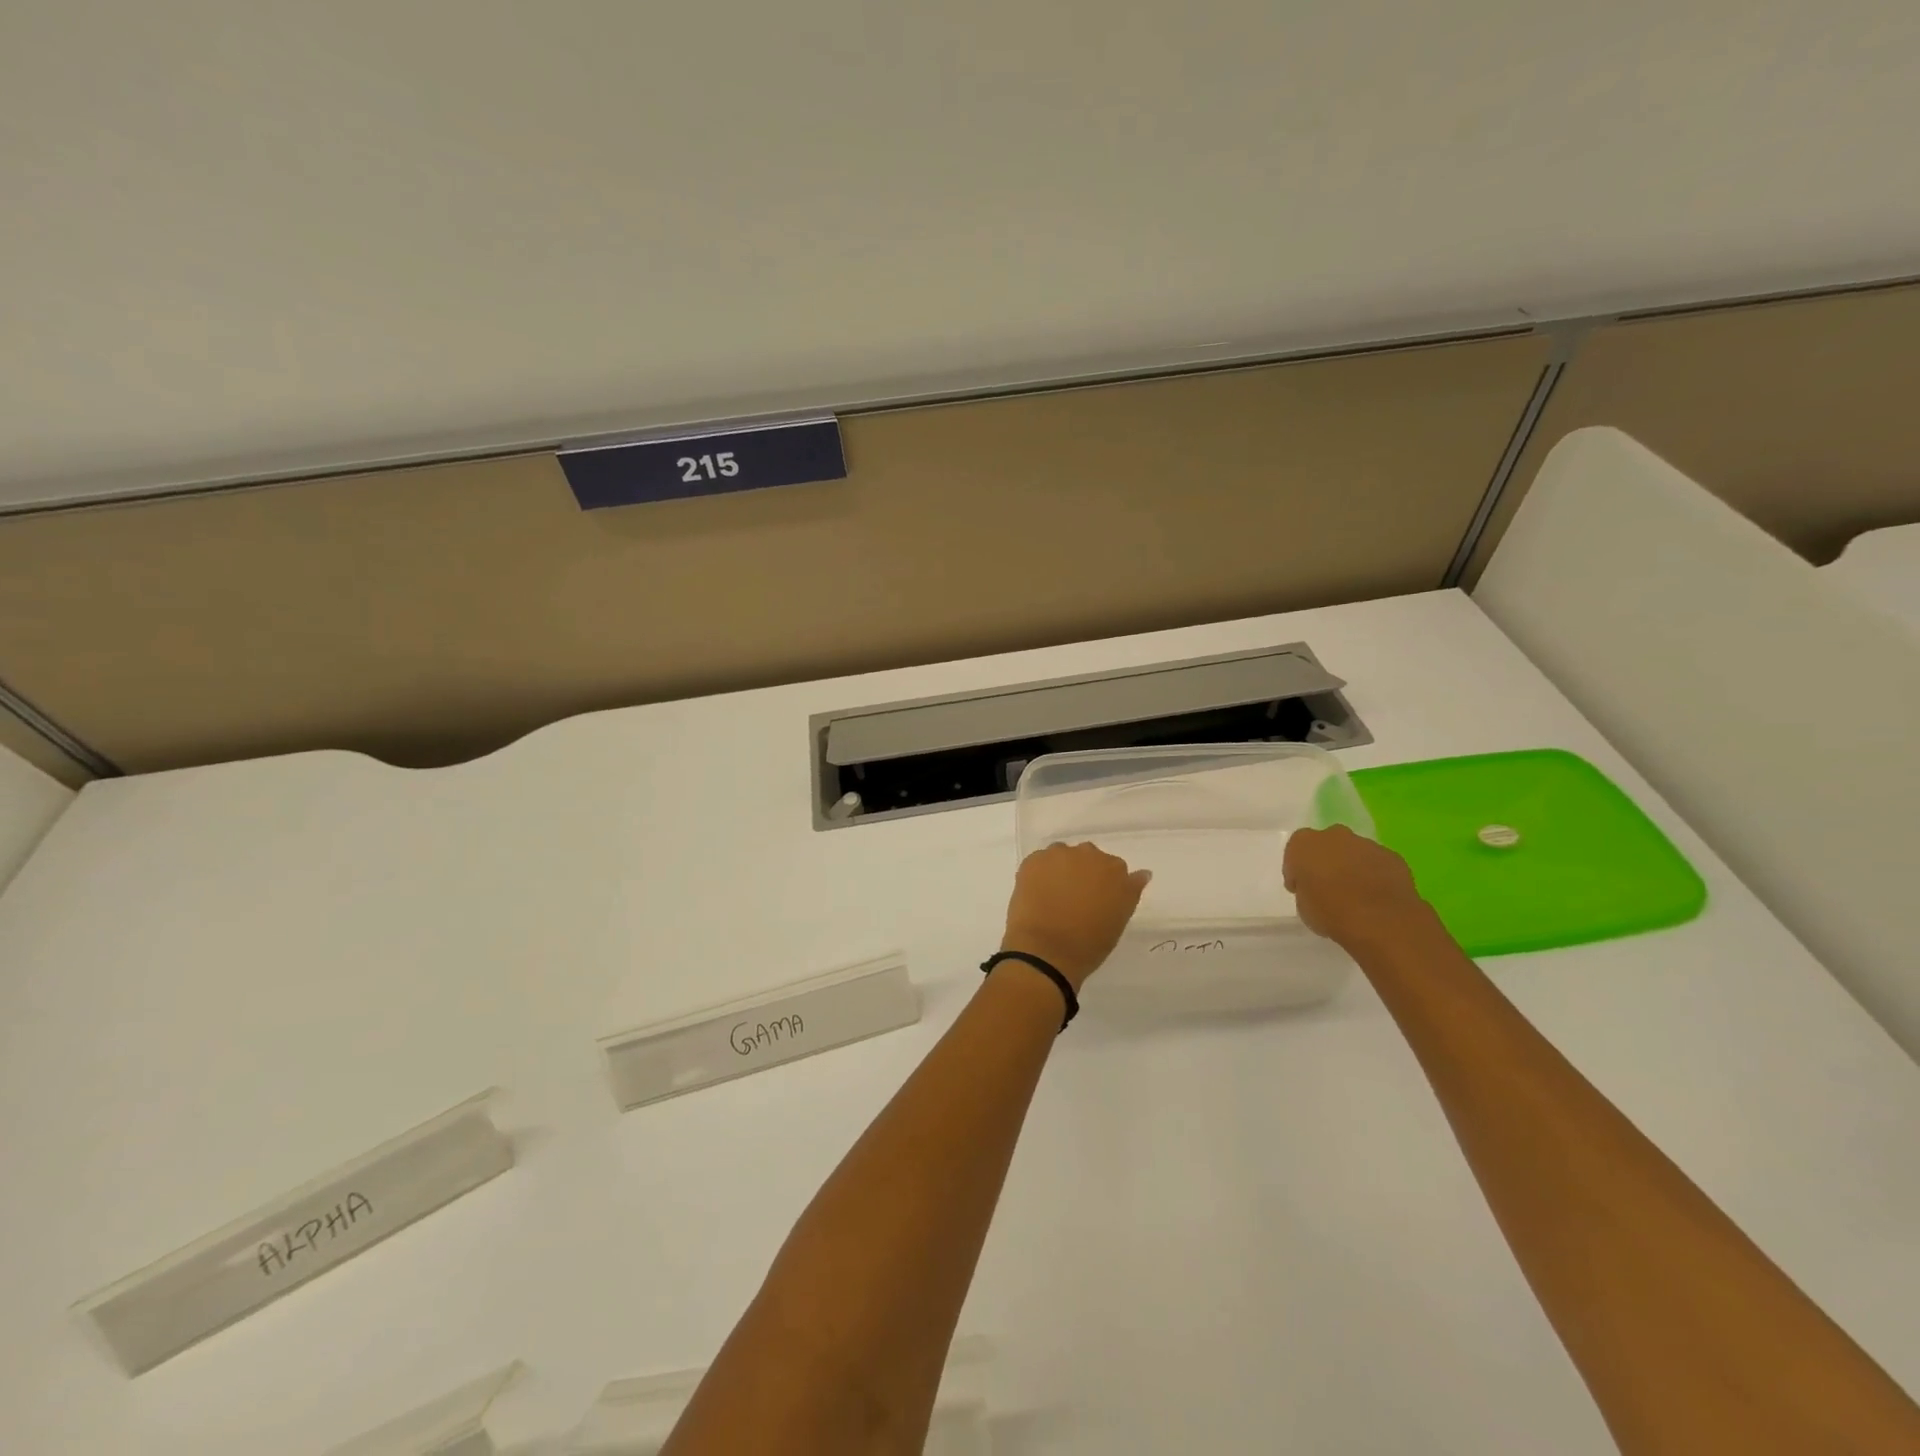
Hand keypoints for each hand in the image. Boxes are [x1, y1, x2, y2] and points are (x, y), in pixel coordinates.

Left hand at [1000, 842, 1150, 988]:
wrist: (1046, 952)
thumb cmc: (1089, 944)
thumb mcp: (1118, 920)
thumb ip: (1130, 891)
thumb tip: (1142, 873)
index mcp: (1116, 871)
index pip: (1114, 868)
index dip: (1104, 884)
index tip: (1096, 900)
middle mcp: (1089, 854)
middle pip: (1088, 857)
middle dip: (1082, 872)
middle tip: (1074, 899)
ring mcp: (1059, 855)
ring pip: (1062, 856)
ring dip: (1060, 869)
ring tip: (1053, 896)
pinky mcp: (1034, 860)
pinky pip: (1040, 861)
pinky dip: (1039, 873)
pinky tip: (1036, 894)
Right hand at [1283, 825, 1430, 948]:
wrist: (1381, 920)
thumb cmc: (1330, 912)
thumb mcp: (1303, 905)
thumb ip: (1306, 888)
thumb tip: (1315, 887)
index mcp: (1304, 844)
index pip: (1295, 852)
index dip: (1298, 870)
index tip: (1301, 888)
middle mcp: (1334, 836)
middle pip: (1327, 844)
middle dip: (1327, 861)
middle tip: (1328, 886)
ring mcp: (1366, 844)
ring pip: (1354, 852)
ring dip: (1352, 867)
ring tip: (1356, 894)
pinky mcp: (1392, 857)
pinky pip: (1377, 864)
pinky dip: (1375, 875)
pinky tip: (1376, 896)